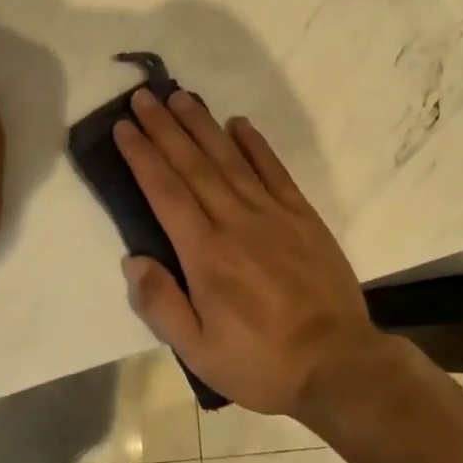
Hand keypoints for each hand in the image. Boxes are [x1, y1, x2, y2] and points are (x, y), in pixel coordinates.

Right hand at [113, 89, 379, 417]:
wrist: (338, 366)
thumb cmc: (261, 363)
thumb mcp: (198, 352)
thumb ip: (161, 304)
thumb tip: (133, 258)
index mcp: (205, 253)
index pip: (165, 191)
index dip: (142, 155)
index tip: (124, 127)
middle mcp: (235, 221)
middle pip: (192, 164)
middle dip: (164, 127)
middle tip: (144, 96)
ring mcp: (272, 213)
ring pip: (229, 158)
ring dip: (202, 124)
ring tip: (181, 97)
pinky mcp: (302, 215)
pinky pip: (274, 170)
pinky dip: (255, 144)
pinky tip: (239, 123)